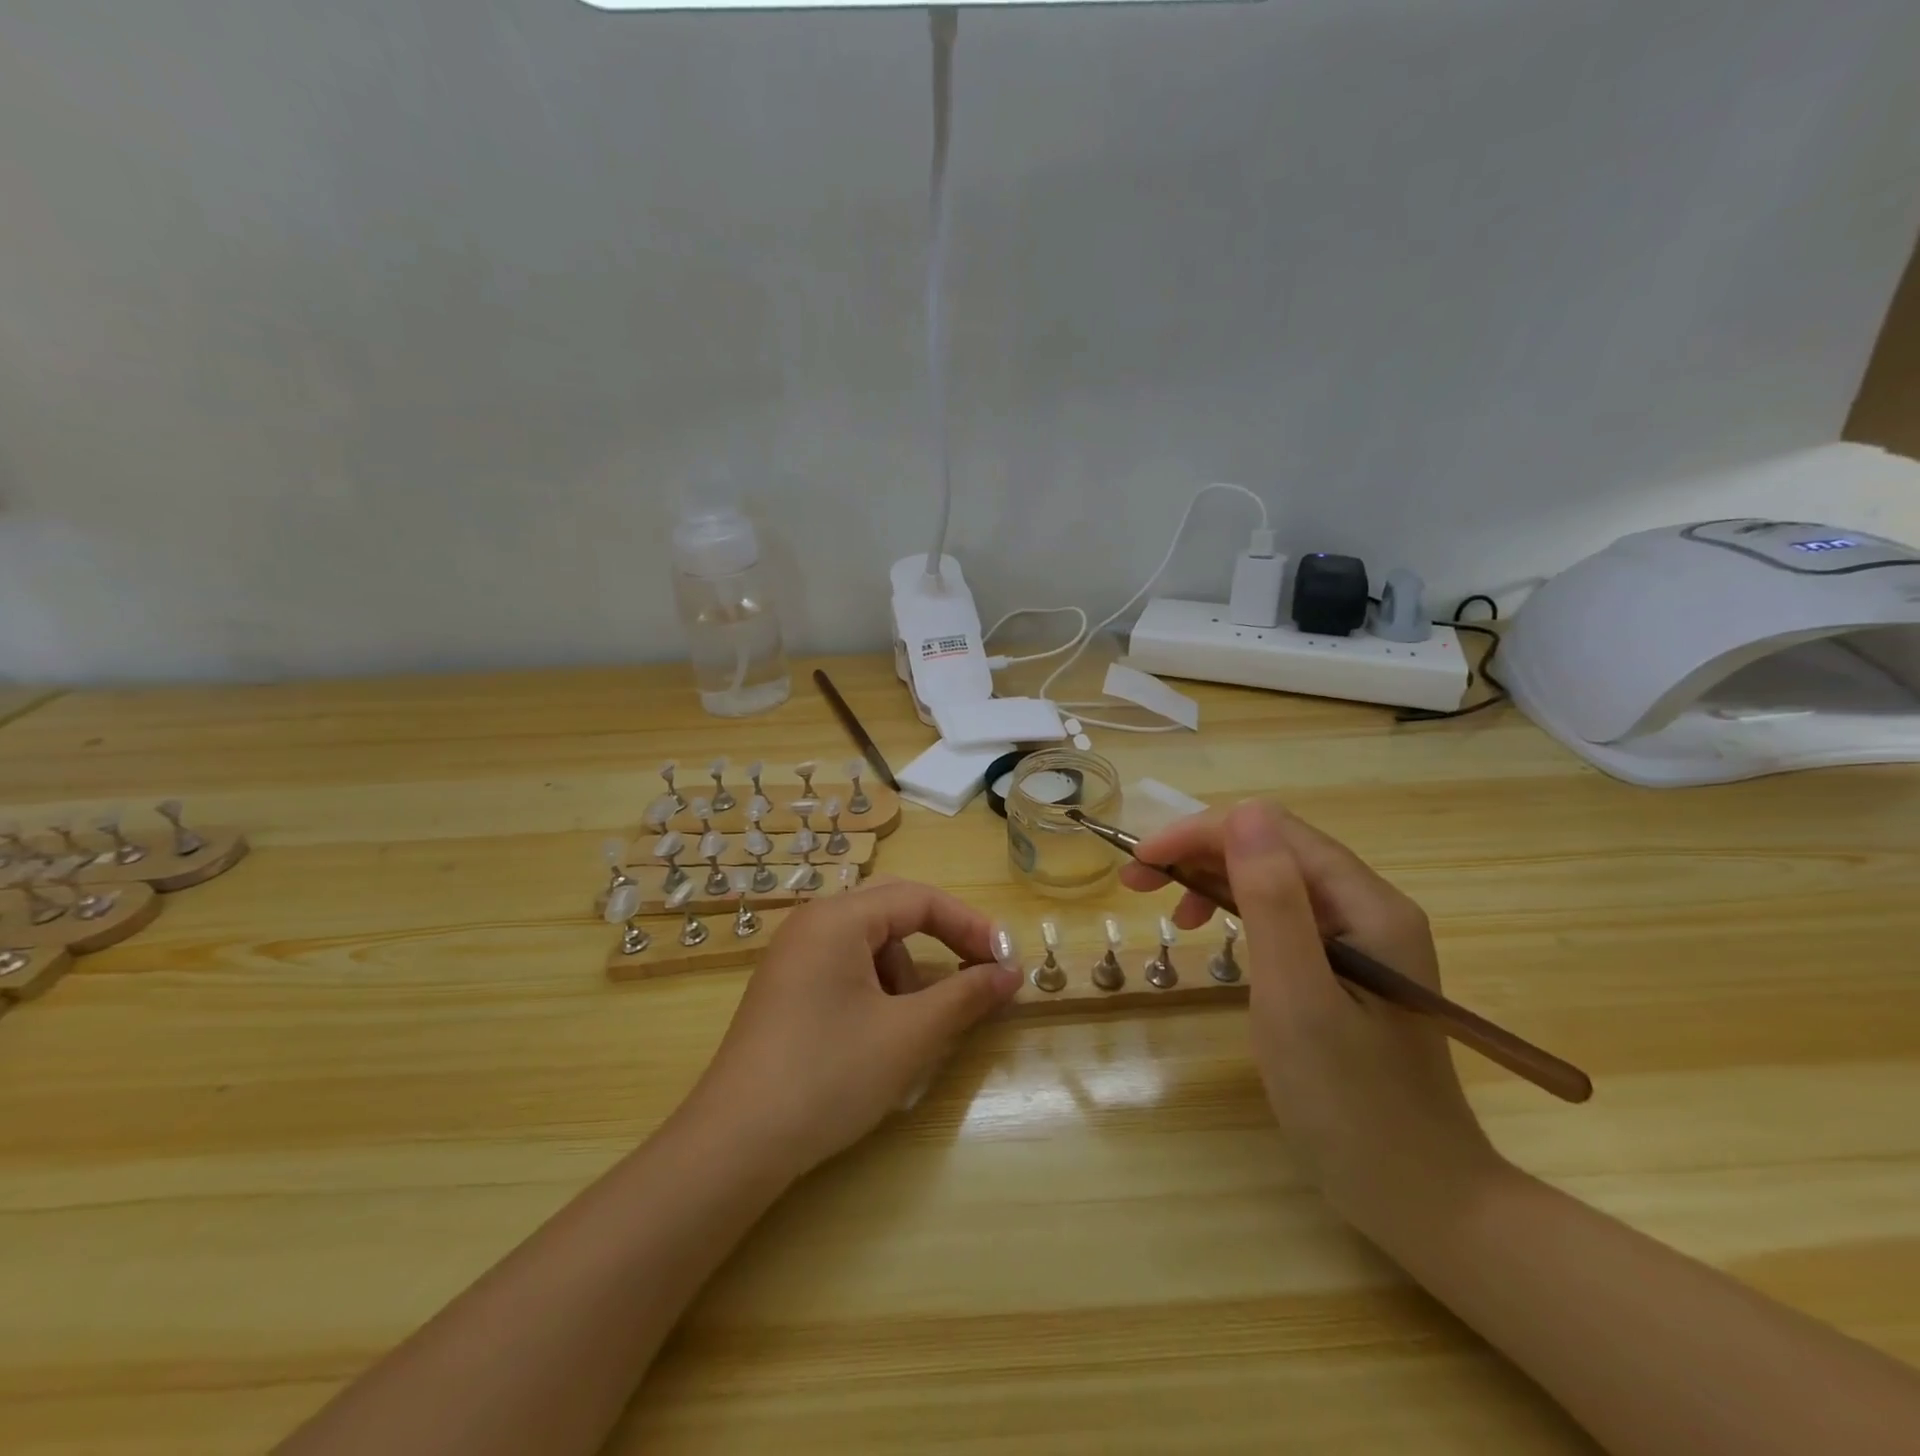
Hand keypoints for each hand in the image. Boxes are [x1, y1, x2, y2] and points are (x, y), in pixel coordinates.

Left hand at [682, 879, 1020, 1181]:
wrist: (735, 1146)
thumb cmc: (829, 1077)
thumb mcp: (909, 1035)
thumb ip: (966, 995)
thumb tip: (1011, 972)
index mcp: (838, 918)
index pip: (920, 899)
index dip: (971, 926)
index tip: (1007, 961)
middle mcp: (812, 923)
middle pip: (894, 912)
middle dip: (942, 941)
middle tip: (978, 974)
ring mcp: (793, 956)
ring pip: (871, 944)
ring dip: (907, 974)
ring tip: (914, 1027)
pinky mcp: (786, 989)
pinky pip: (846, 968)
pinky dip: (878, 989)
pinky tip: (878, 1035)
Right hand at [1122, 802, 1505, 1230]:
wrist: (1419, 1199)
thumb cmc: (1350, 1104)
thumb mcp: (1297, 998)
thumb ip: (1273, 901)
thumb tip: (1244, 814)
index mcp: (1367, 905)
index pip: (1273, 831)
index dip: (1200, 834)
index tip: (1141, 862)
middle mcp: (1370, 907)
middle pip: (1274, 849)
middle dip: (1200, 853)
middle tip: (1138, 883)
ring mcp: (1362, 939)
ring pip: (1275, 879)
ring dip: (1213, 879)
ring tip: (1171, 912)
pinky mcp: (1348, 969)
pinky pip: (1285, 916)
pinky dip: (1237, 913)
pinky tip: (1214, 935)